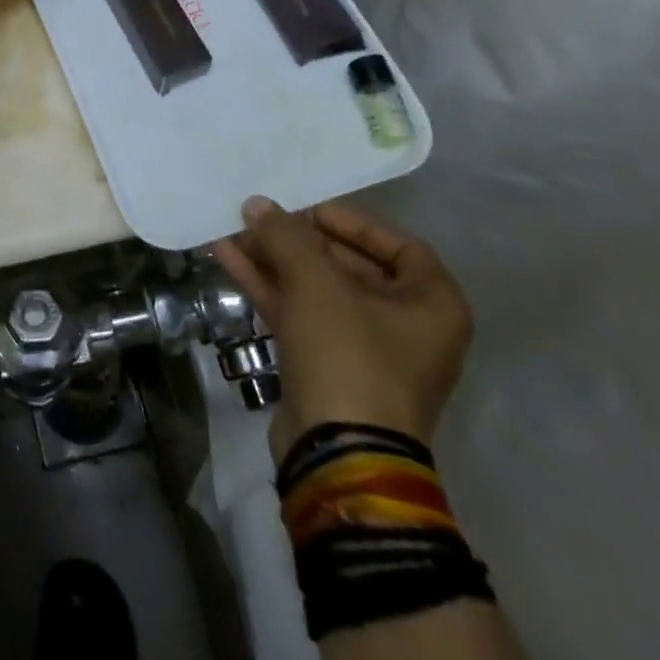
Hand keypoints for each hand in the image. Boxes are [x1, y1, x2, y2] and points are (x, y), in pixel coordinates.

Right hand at [213, 196, 472, 462]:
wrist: (337, 455)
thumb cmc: (348, 355)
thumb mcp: (317, 283)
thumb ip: (286, 235)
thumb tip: (258, 204)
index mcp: (431, 305)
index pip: (397, 245)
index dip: (350, 221)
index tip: (306, 209)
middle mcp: (407, 326)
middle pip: (348, 265)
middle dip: (297, 240)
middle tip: (258, 219)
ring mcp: (366, 351)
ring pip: (316, 290)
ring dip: (275, 260)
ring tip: (231, 232)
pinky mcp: (329, 368)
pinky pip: (300, 314)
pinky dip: (268, 287)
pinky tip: (228, 259)